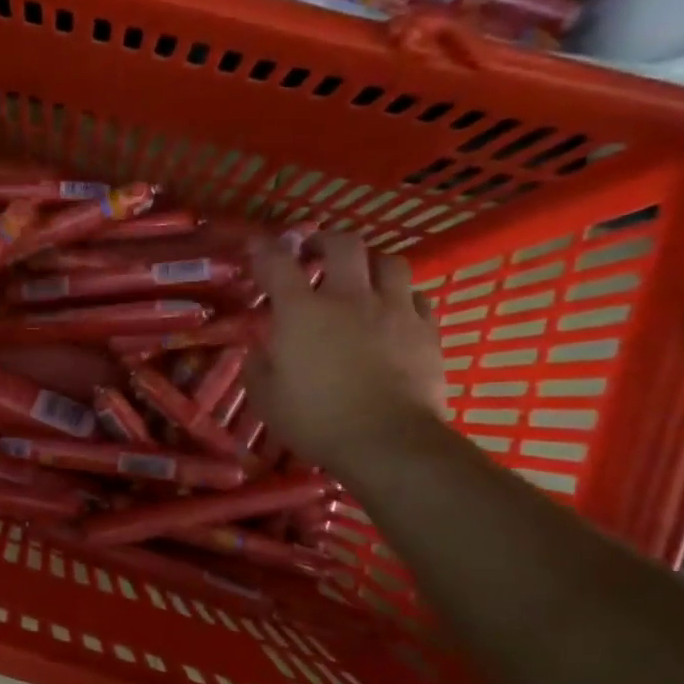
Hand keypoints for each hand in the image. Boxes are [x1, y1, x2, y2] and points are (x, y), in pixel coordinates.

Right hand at [247, 230, 445, 475]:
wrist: (388, 442)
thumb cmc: (316, 421)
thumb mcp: (266, 398)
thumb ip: (259, 365)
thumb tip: (260, 348)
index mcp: (302, 313)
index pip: (278, 264)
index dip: (264, 248)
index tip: (256, 244)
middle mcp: (349, 299)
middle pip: (343, 245)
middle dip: (325, 241)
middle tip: (314, 253)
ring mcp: (393, 311)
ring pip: (389, 262)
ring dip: (370, 263)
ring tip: (361, 277)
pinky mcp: (426, 330)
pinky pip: (417, 296)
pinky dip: (402, 296)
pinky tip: (393, 310)